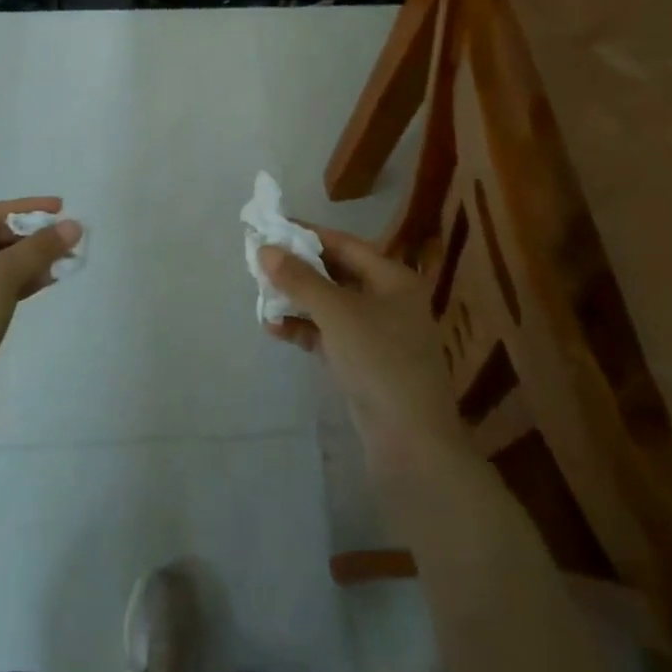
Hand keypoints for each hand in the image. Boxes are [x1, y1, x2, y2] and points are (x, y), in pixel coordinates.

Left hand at [0, 198, 80, 388]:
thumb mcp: (2, 276)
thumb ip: (39, 247)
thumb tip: (74, 225)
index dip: (27, 209)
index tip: (61, 207)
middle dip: (31, 238)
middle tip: (65, 238)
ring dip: (29, 260)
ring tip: (64, 258)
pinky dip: (19, 280)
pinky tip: (47, 279)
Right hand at [260, 226, 470, 484]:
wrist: (412, 444)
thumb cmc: (380, 362)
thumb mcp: (337, 313)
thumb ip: (300, 279)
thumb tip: (265, 248)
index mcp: (392, 278)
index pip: (344, 243)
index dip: (307, 234)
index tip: (270, 227)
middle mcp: (388, 300)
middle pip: (336, 273)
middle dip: (298, 269)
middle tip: (259, 263)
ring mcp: (376, 334)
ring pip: (329, 305)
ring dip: (297, 300)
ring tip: (261, 297)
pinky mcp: (364, 363)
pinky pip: (328, 334)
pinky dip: (304, 328)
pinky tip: (274, 328)